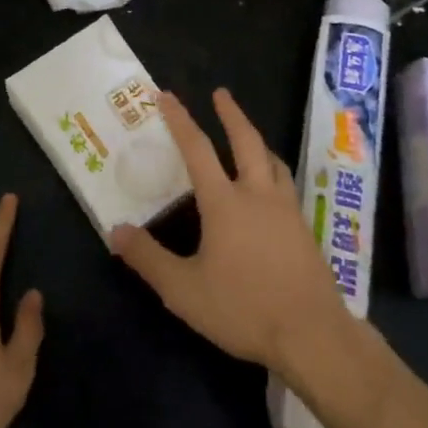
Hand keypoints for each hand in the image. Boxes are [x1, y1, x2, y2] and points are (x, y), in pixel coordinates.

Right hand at [110, 90, 346, 379]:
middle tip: (221, 94)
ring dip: (257, 140)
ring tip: (249, 135)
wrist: (312, 333)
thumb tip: (115, 231)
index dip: (181, 120)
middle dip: (231, 114)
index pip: (198, 150)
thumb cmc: (243, 308)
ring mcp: (286, 209)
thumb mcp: (184, 290)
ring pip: (272, 161)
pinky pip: (285, 184)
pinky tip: (271, 186)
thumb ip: (149, 258)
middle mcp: (257, 194)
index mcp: (225, 202)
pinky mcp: (304, 228)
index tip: (167, 96)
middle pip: (246, 141)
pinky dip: (272, 169)